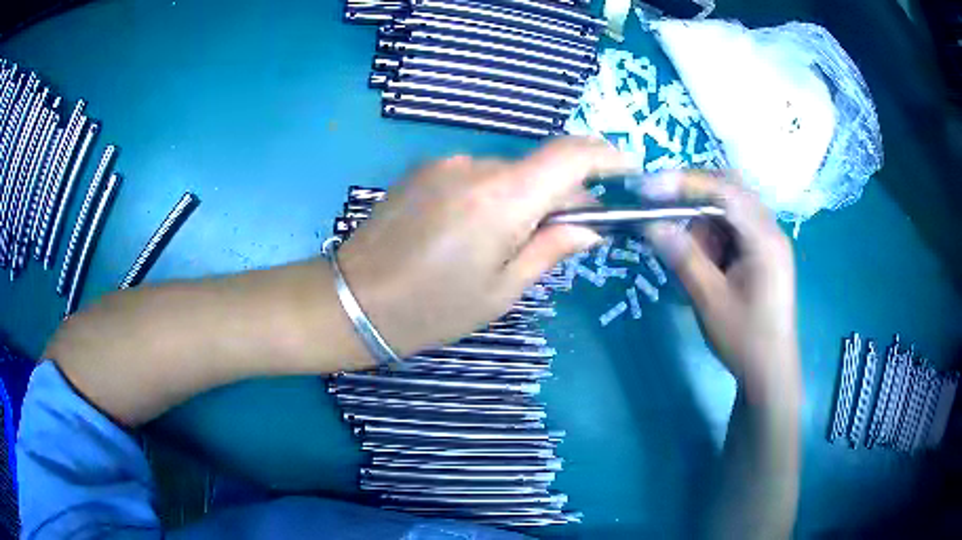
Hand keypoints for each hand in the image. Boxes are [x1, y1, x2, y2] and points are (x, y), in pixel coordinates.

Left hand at [337, 137, 636, 356]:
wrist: (353, 300)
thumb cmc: (431, 309)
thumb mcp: (501, 292)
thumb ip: (551, 249)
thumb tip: (590, 227)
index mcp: (502, 198)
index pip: (571, 155)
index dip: (606, 157)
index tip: (627, 171)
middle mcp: (475, 166)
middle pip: (540, 167)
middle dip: (563, 194)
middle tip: (568, 233)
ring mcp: (445, 164)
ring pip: (508, 173)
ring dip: (523, 198)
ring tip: (506, 243)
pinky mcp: (424, 170)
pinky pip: (476, 175)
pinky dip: (492, 195)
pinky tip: (471, 232)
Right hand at [642, 171, 799, 399]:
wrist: (770, 373)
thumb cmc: (744, 339)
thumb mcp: (710, 300)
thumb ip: (684, 258)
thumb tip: (651, 225)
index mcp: (764, 239)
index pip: (725, 192)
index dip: (686, 184)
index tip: (650, 187)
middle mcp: (771, 231)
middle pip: (730, 193)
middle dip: (694, 199)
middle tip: (664, 213)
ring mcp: (769, 242)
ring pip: (730, 211)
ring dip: (704, 223)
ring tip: (689, 255)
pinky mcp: (764, 255)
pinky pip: (735, 230)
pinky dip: (714, 238)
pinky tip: (705, 263)